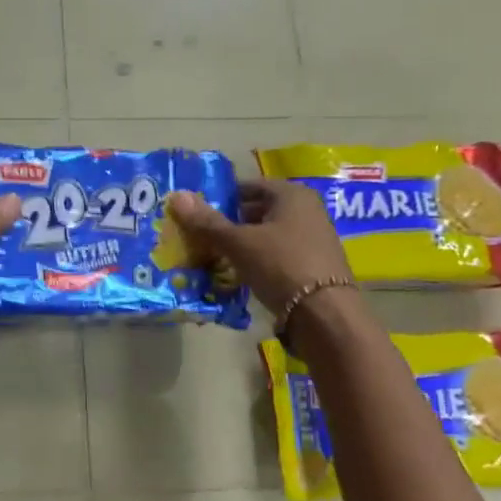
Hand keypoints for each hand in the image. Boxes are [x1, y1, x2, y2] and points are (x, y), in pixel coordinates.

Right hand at [165, 179, 353, 318]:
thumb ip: (207, 222)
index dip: (222, 197)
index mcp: (292, 195)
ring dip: (240, 244)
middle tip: (199, 236)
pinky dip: (255, 261)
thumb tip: (176, 196)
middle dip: (228, 223)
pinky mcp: (311, 266)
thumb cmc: (281, 265)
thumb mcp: (239, 243)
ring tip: (211, 257)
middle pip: (258, 211)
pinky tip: (236, 275)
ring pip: (266, 235)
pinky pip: (275, 256)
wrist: (325, 314)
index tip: (197, 211)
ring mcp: (311, 239)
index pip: (249, 186)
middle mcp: (306, 211)